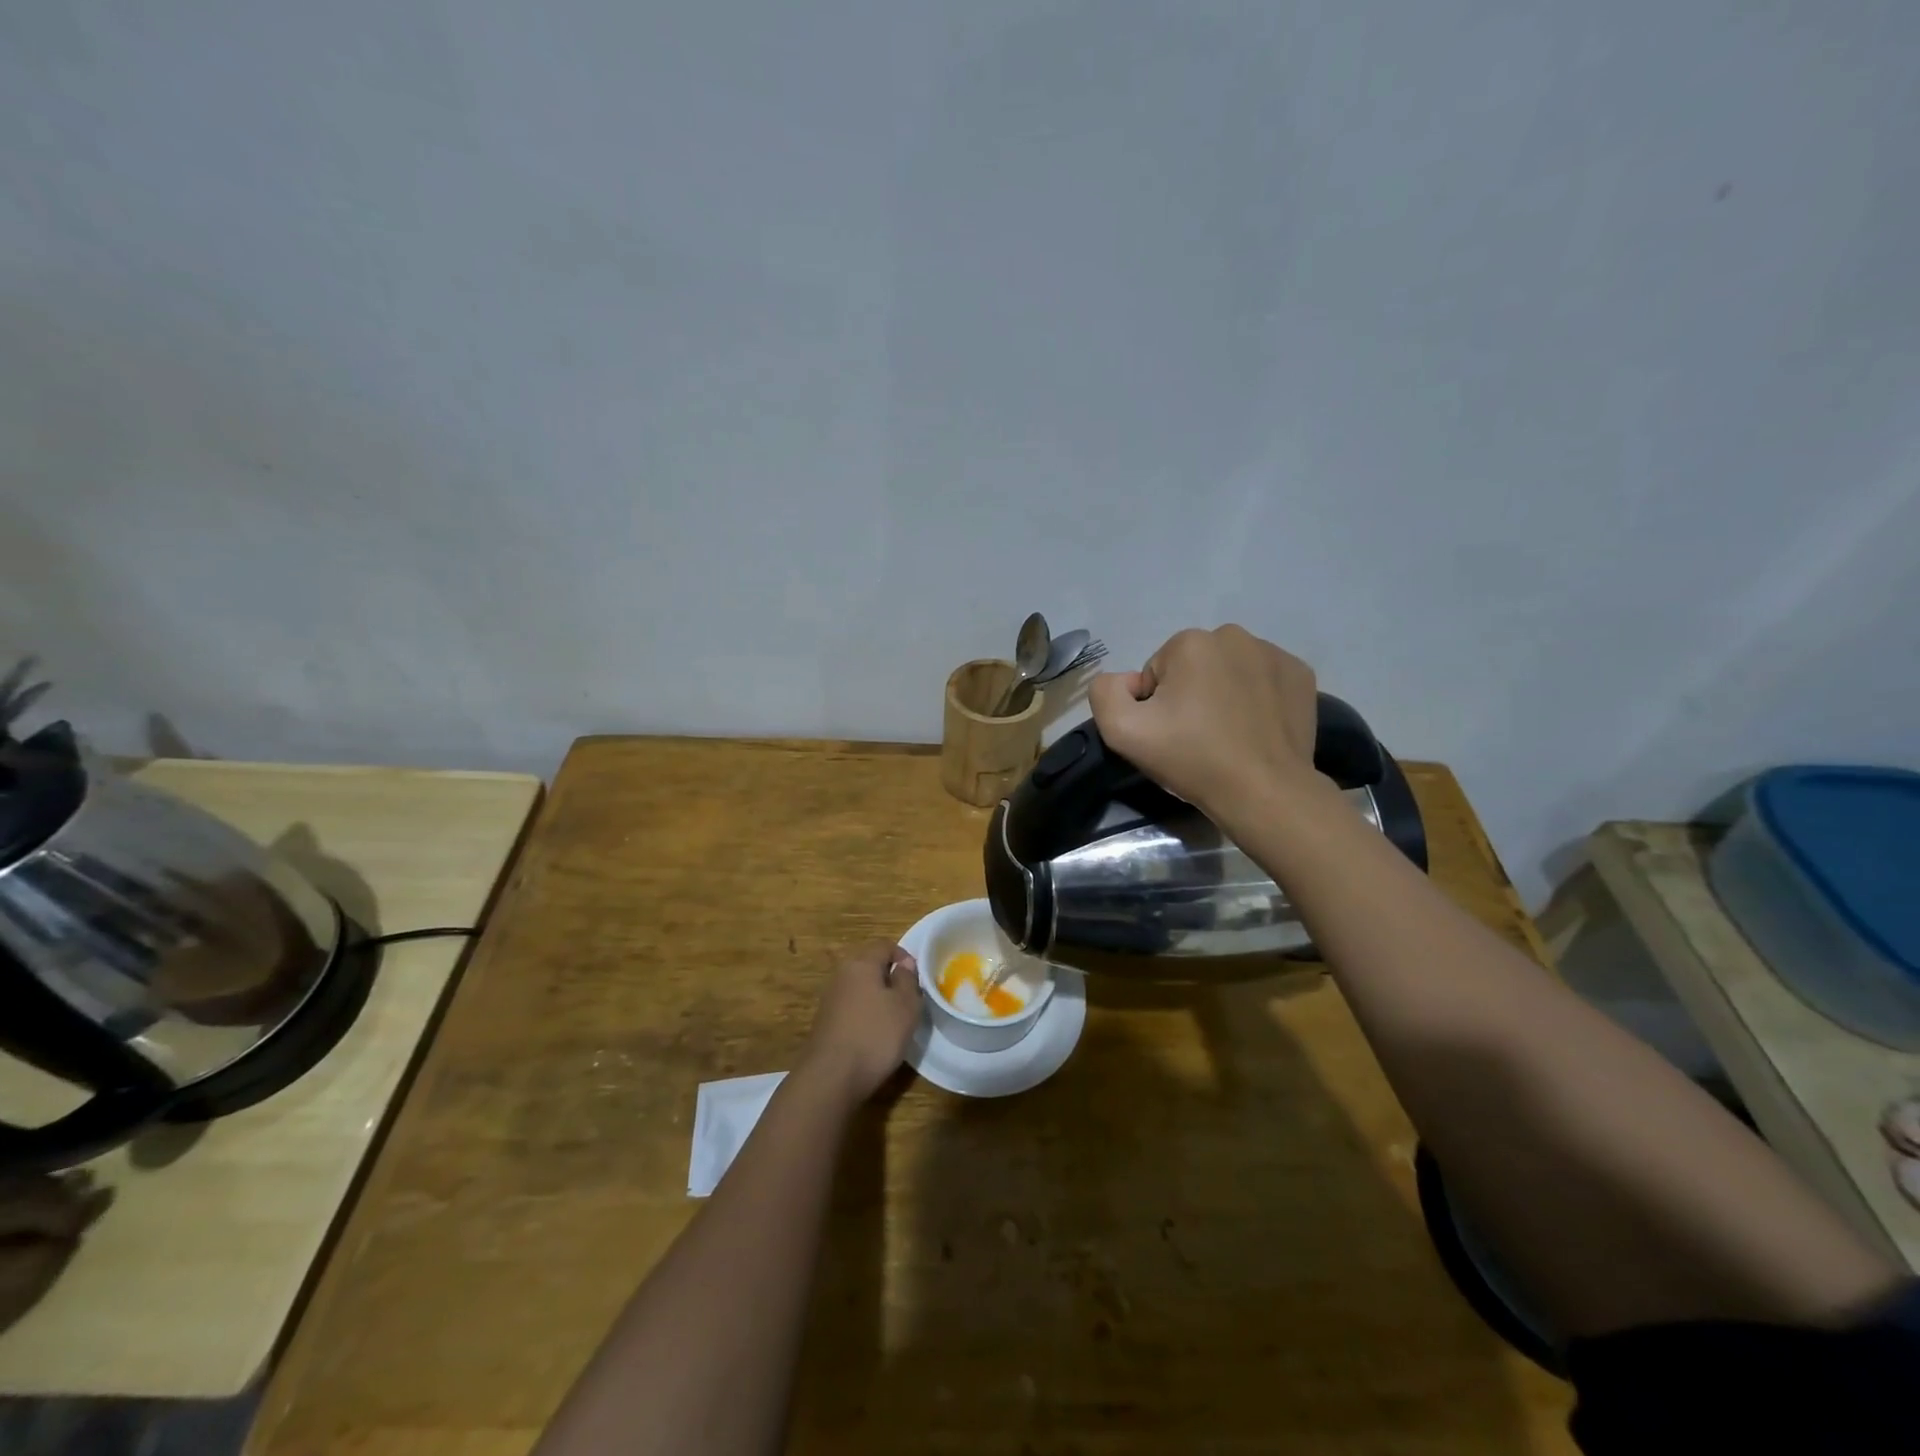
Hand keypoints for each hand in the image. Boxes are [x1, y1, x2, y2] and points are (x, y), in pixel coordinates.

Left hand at [799, 941, 921, 1103]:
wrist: (831, 1077)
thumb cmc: (875, 1035)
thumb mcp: (905, 1005)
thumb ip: (907, 980)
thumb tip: (904, 965)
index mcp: (861, 963)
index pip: (885, 945)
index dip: (904, 956)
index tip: (917, 979)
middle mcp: (842, 974)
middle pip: (870, 965)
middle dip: (890, 978)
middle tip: (909, 1000)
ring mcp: (830, 999)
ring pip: (860, 987)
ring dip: (878, 998)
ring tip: (894, 1020)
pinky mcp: (825, 1022)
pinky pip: (851, 1007)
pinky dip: (865, 1015)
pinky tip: (874, 1036)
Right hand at [1089, 625, 1322, 815]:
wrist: (1264, 791)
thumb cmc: (1192, 758)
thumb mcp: (1122, 731)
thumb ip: (1105, 692)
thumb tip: (1125, 681)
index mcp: (1190, 642)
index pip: (1157, 672)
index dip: (1156, 706)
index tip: (1171, 734)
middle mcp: (1234, 635)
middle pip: (1193, 666)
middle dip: (1190, 694)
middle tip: (1197, 736)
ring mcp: (1274, 653)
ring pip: (1229, 671)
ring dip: (1222, 694)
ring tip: (1228, 735)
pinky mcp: (1301, 675)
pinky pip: (1263, 679)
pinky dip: (1256, 698)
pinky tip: (1255, 728)